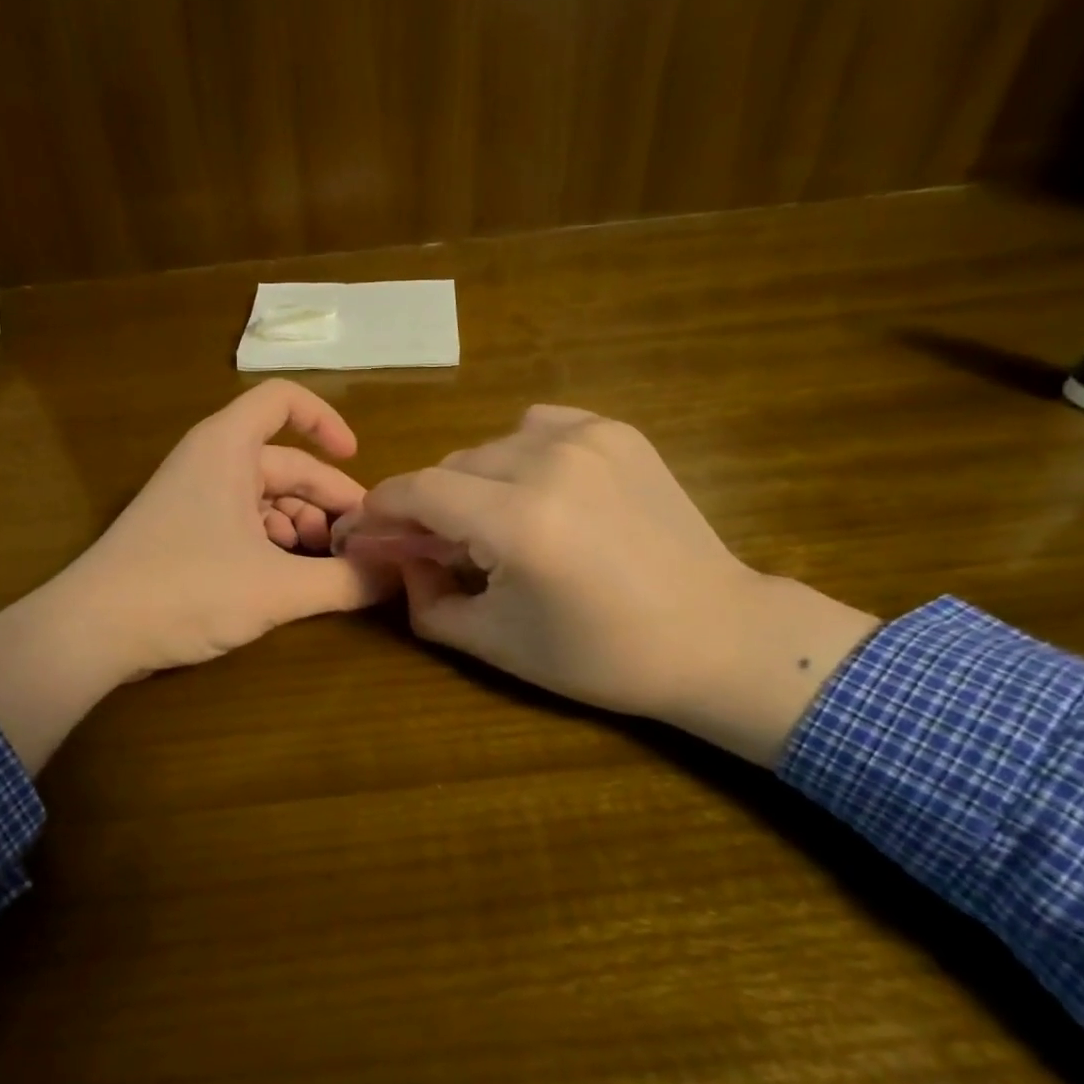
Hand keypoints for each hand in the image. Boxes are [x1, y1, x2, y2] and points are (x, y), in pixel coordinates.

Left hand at [0, 381, 390, 769]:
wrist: (92, 632)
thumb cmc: (187, 589)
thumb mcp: (277, 588)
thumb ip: (345, 581)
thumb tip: (399, 575)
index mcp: (228, 447)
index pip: (283, 400)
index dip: (326, 421)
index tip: (358, 461)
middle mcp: (210, 461)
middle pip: (286, 463)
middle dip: (327, 501)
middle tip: (362, 544)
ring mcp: (194, 497)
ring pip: (266, 498)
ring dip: (303, 528)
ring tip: (329, 567)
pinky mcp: (184, 533)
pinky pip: (243, 523)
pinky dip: (274, 545)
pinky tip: (291, 579)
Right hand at [346, 405, 877, 764]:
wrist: (716, 635)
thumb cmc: (602, 656)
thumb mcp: (497, 643)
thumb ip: (426, 602)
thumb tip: (399, 562)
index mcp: (520, 522)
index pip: (418, 491)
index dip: (381, 509)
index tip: (366, 530)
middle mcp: (549, 463)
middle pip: (451, 467)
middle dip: (429, 506)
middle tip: (436, 547)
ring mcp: (589, 439)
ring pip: (490, 447)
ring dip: (473, 484)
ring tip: (495, 525)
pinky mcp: (618, 432)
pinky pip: (538, 427)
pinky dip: (518, 455)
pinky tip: (537, 490)